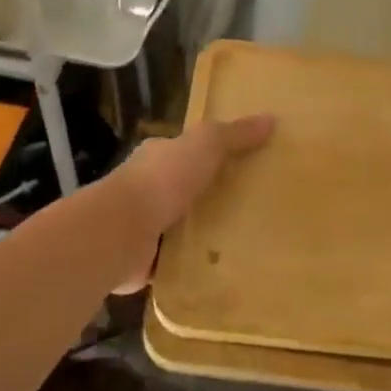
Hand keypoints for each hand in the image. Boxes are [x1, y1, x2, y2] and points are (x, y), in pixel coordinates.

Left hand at [111, 114, 274, 290]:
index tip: (240, 166)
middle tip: (249, 208)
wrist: (121, 232)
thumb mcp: (205, 145)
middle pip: (183, 189)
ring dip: (199, 234)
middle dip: (207, 197)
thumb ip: (234, 134)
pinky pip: (173, 261)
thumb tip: (270, 118)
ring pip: (178, 226)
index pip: (184, 151)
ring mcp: (142, 225)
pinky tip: (216, 272)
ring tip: (241, 243)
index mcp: (157, 156)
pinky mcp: (142, 261)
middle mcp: (146, 188)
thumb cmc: (162, 179)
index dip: (208, 155)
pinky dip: (189, 266)